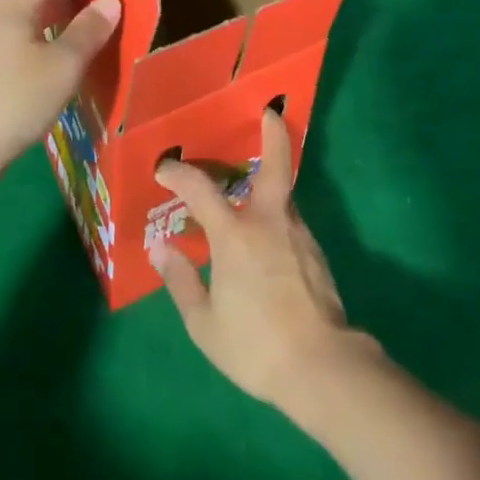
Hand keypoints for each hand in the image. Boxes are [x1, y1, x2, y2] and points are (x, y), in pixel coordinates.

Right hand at [150, 108, 376, 411]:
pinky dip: (277, 219)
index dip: (179, 174)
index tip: (164, 169)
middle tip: (270, 113)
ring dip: (268, 186)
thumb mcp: (205, 323)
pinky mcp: (315, 252)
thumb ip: (181, 280)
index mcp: (235, 234)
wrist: (320, 365)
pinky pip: (290, 222)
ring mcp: (297, 233)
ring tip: (251, 195)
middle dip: (273, 133)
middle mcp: (269, 221)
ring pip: (282, 196)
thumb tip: (160, 247)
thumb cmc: (254, 345)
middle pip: (275, 163)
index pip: (201, 188)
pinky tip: (269, 242)